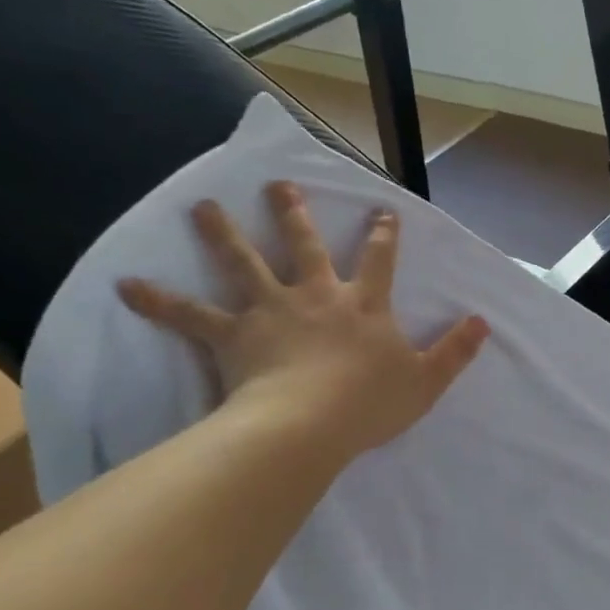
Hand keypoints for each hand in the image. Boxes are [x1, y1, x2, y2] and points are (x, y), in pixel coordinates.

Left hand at [117, 182, 488, 462]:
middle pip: (304, 246)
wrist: (312, 423)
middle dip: (294, 214)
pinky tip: (126, 286)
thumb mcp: (426, 381)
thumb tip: (483, 322)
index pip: (378, 260)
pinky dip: (159, 301)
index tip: (381, 211)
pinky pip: (191, 316)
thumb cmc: (370, 403)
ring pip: (244, 263)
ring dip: (223, 233)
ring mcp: (272, 310)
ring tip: (201, 207)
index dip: (382, 235)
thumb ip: (455, 351)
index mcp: (363, 305)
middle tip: (279, 186)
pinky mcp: (234, 334)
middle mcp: (316, 296)